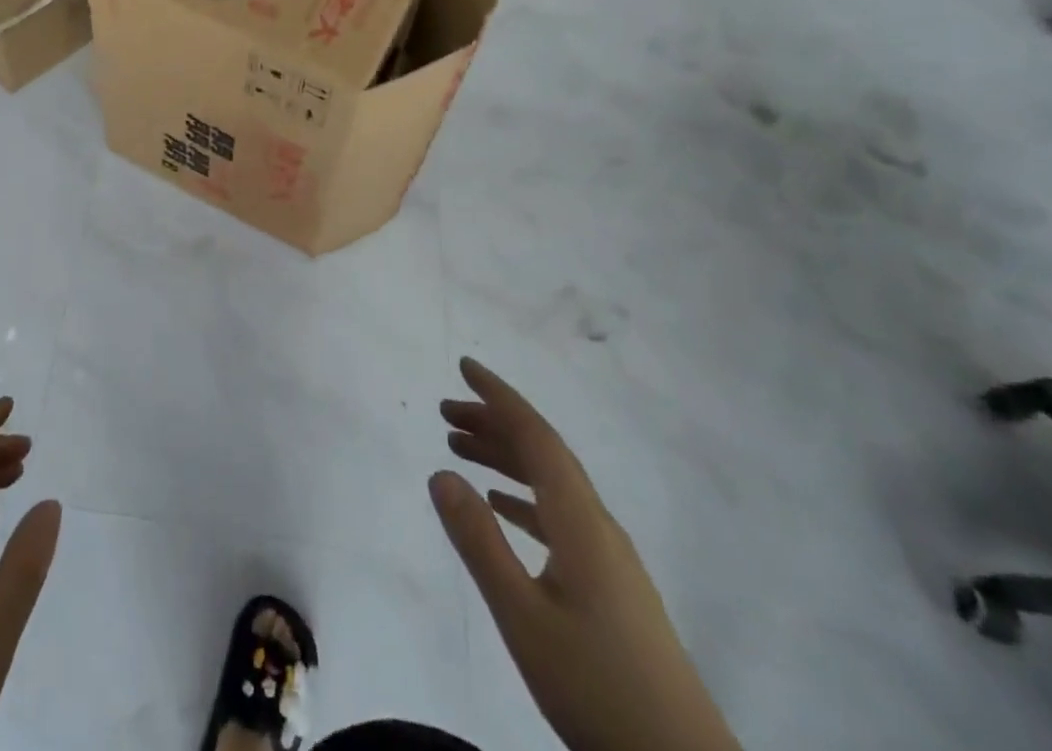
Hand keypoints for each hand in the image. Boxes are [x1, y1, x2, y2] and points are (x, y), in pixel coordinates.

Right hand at [429, 359, 739, 750]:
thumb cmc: (597, 685)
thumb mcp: (523, 616)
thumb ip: (479, 542)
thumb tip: (439, 473)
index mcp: (579, 520)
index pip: (536, 436)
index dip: (499, 397)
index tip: (464, 366)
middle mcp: (596, 524)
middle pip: (542, 453)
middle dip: (493, 423)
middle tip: (445, 413)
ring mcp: (608, 556)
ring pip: (550, 484)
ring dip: (505, 458)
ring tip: (459, 449)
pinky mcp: (611, 585)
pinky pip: (558, 515)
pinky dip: (523, 498)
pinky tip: (501, 506)